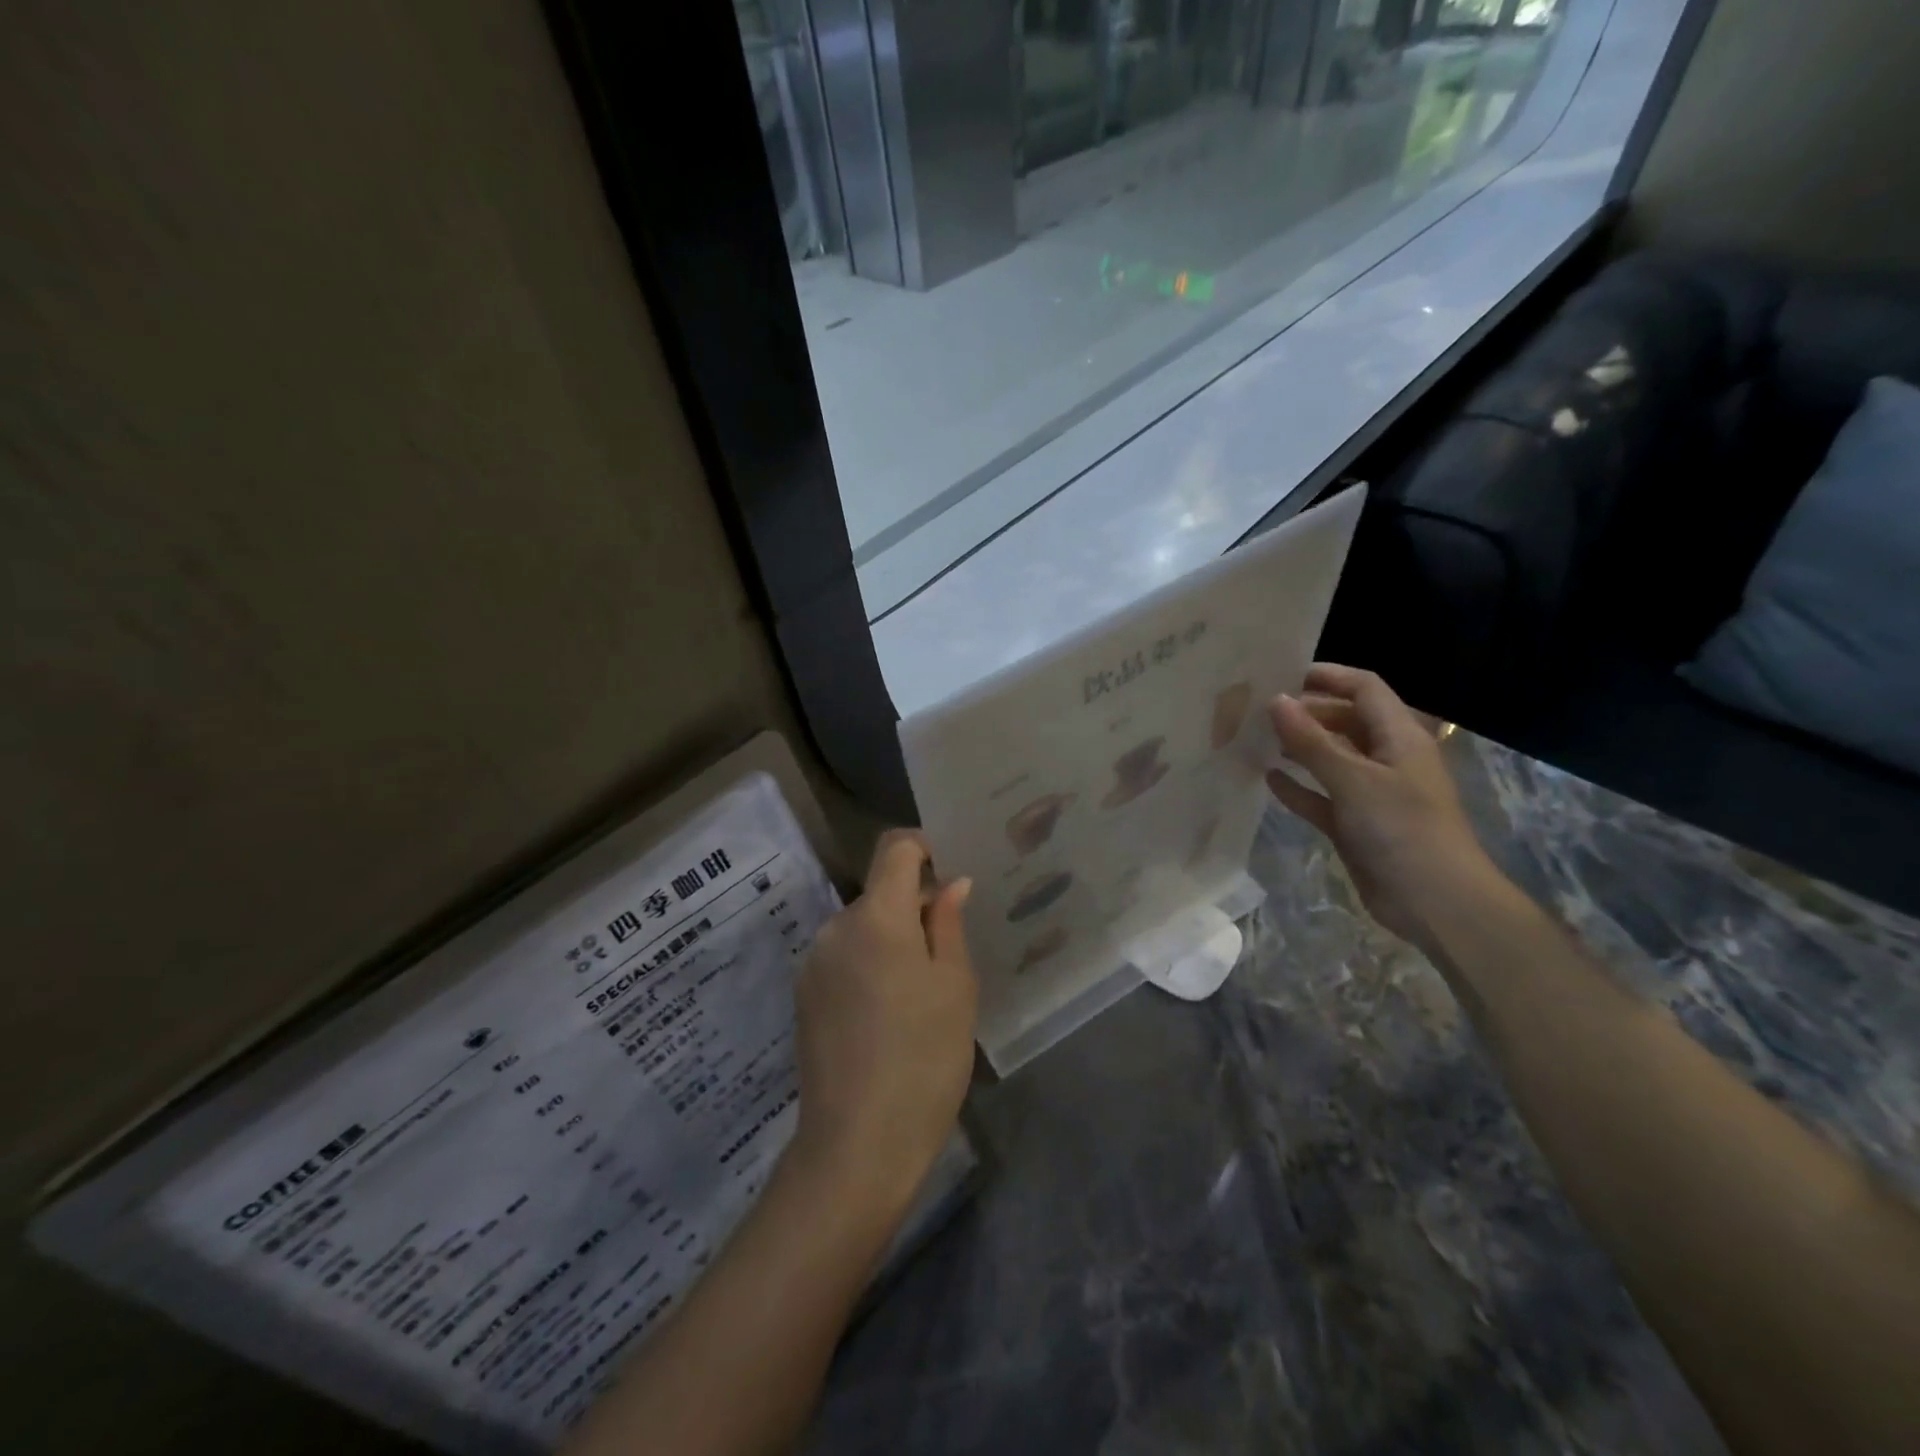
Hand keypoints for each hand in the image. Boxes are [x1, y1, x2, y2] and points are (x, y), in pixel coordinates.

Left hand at [789, 831, 976, 1217]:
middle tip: (947, 951)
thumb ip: (948, 925)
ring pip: (861, 927)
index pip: (894, 848)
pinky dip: (868, 965)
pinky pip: (843, 958)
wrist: (856, 1145)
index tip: (949, 872)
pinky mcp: (803, 995)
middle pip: (879, 892)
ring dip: (890, 939)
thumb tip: (951, 883)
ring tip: (919, 992)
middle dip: (913, 906)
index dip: (923, 847)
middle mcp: (835, 927)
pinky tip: (887, 1014)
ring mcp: (813, 962)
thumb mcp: (954, 987)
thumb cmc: (924, 1059)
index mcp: (876, 916)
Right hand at [1265, 663, 1497, 949]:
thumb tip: (1276, 701)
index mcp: (1399, 737)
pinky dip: (1298, 787)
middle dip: (1306, 713)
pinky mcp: (1356, 824)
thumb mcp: (1354, 780)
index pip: (1364, 689)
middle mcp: (1386, 759)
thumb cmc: (1402, 829)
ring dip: (1298, 749)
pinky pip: (1322, 796)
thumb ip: (1312, 741)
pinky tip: (1267, 779)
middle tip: (1257, 711)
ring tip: (1254, 739)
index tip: (1281, 674)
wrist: (1436, 903)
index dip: (1327, 677)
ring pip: (1330, 759)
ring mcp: (1371, 793)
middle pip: (1344, 721)